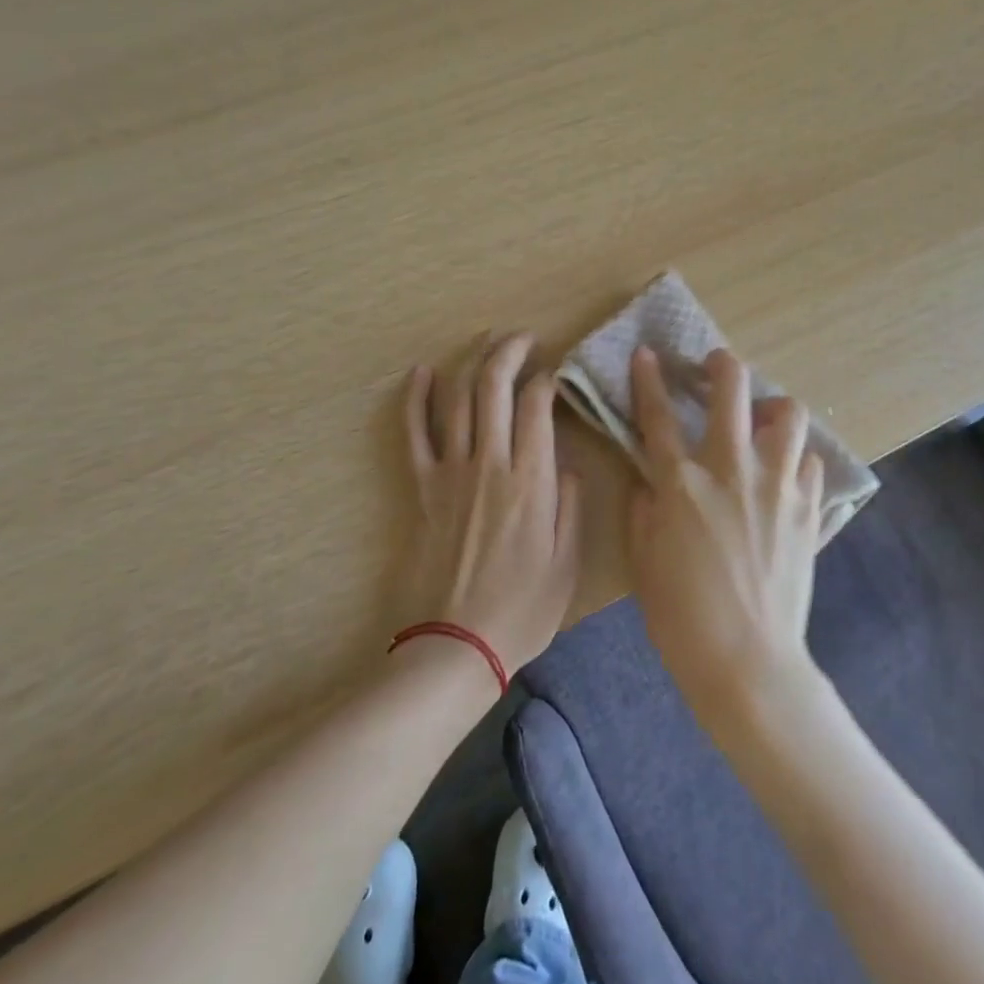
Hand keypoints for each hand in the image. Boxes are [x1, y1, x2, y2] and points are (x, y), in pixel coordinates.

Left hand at [402, 333, 581, 676]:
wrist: (454, 645)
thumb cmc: (521, 610)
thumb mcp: (567, 563)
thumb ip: (569, 506)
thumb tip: (564, 465)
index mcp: (530, 479)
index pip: (538, 405)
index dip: (548, 379)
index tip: (556, 374)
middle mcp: (490, 463)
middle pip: (494, 388)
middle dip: (510, 352)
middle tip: (524, 338)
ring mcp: (451, 472)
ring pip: (458, 399)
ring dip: (472, 362)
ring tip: (487, 340)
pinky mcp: (423, 487)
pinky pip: (414, 433)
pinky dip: (415, 398)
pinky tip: (422, 372)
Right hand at [626, 345, 824, 716]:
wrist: (748, 662)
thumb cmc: (683, 616)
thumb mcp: (643, 561)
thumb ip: (642, 508)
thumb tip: (648, 479)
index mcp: (683, 482)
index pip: (658, 415)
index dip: (649, 378)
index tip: (647, 353)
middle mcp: (732, 469)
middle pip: (732, 389)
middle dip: (722, 364)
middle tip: (717, 366)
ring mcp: (777, 484)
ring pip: (789, 413)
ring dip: (773, 407)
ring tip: (764, 419)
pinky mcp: (808, 507)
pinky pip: (811, 461)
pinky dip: (797, 458)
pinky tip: (786, 473)